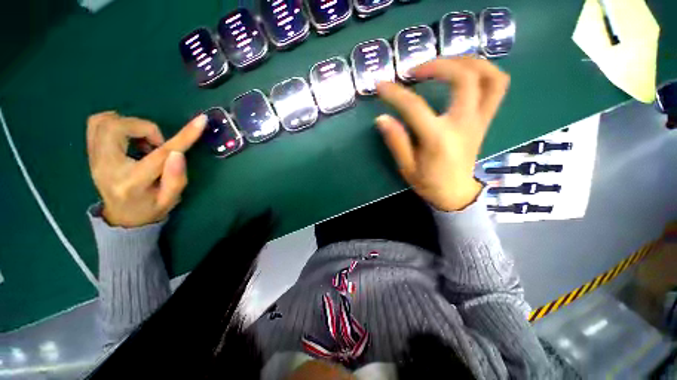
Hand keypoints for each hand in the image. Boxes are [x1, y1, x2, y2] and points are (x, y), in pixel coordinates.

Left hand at [86, 111, 206, 226]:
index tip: (201, 121)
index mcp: (131, 182)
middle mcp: (106, 166)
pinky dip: (116, 122)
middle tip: (156, 144)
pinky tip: (129, 137)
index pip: (159, 154)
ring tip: (143, 142)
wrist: (121, 216)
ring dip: (131, 126)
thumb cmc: (150, 209)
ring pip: (105, 121)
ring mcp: (94, 158)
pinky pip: (96, 123)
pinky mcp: (91, 152)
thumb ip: (176, 178)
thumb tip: (178, 153)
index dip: (183, 135)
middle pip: (118, 127)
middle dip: (145, 128)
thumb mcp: (170, 200)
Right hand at [375, 58, 509, 210]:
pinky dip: (484, 71)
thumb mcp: (406, 167)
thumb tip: (382, 118)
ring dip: (467, 61)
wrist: (455, 193)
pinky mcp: (485, 120)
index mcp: (438, 139)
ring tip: (444, 63)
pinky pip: (497, 87)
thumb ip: (396, 141)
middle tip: (416, 70)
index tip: (381, 85)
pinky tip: (464, 73)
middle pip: (463, 79)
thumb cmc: (429, 182)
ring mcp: (479, 120)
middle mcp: (463, 124)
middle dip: (438, 65)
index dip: (395, 93)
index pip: (415, 107)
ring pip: (489, 76)